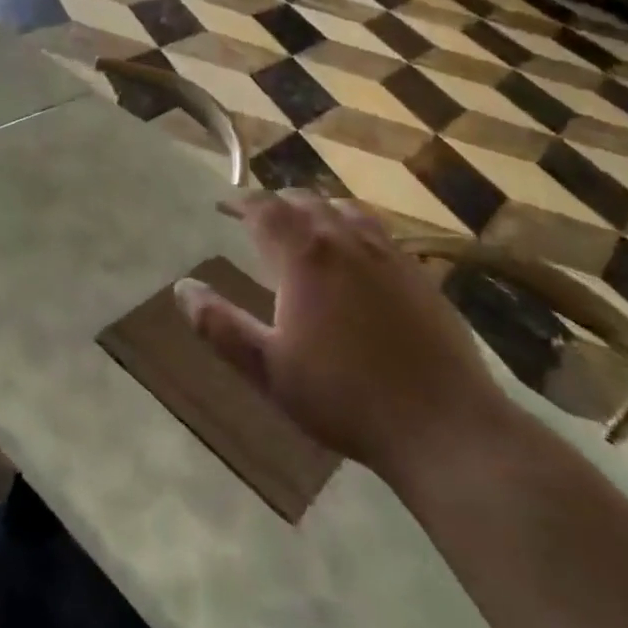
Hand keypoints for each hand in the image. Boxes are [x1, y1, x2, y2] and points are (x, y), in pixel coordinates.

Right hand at [175, 191, 509, 476]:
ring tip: (305, 225)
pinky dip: (352, 228)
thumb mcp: (268, 369)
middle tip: (258, 218)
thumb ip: (220, 326)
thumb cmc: (345, 397)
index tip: (223, 206)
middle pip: (305, 201)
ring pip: (345, 210)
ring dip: (317, 210)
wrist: (445, 426)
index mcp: (305, 256)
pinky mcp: (420, 275)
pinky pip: (377, 232)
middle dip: (277, 203)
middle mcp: (345, 241)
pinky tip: (355, 256)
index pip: (264, 209)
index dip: (240, 202)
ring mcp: (388, 255)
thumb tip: (183, 288)